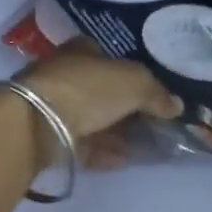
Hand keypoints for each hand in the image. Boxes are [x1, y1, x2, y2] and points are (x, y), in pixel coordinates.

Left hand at [16, 41, 181, 149]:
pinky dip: (102, 151)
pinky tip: (122, 161)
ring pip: (92, 119)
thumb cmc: (86, 89)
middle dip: (127, 108)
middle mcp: (64, 73)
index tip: (154, 94)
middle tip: (154, 125)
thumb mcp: (133, 82)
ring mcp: (53, 105)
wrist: (36, 122)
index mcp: (80, 50)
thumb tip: (175, 106)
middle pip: (102, 91)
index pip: (110, 58)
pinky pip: (81, 143)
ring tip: (144, 148)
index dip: (133, 74)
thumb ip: (156, 92)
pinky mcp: (47, 135)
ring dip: (117, 133)